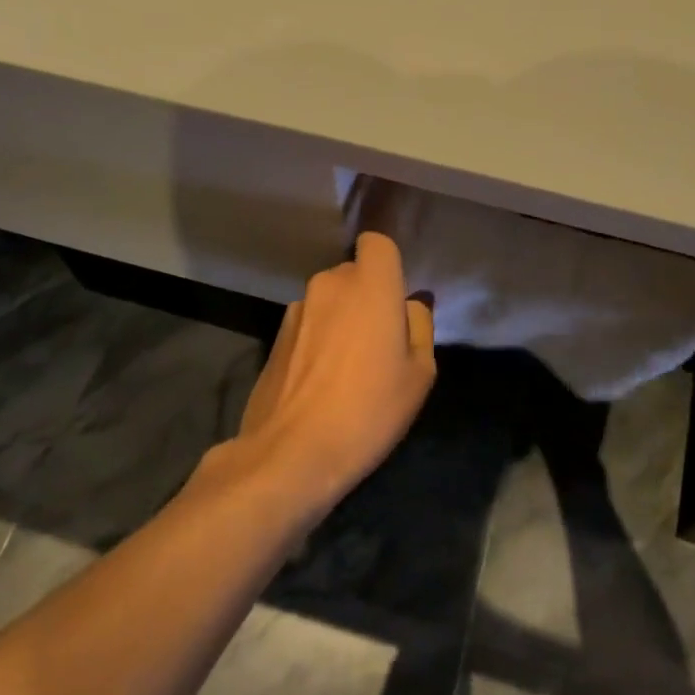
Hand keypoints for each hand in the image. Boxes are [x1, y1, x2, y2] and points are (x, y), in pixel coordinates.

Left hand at [234, 233, 436, 513]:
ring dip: (340, 319)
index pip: (376, 243)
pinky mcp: (275, 336)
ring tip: (348, 369)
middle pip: (353, 274)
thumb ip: (419, 326)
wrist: (292, 452)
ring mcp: (296, 309)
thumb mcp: (419, 374)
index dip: (388, 264)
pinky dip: (318, 339)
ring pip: (329, 300)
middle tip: (380, 344)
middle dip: (367, 296)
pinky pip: (308, 324)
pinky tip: (321, 381)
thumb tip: (409, 304)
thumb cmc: (369, 410)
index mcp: (369, 286)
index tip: (396, 298)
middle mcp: (329, 285)